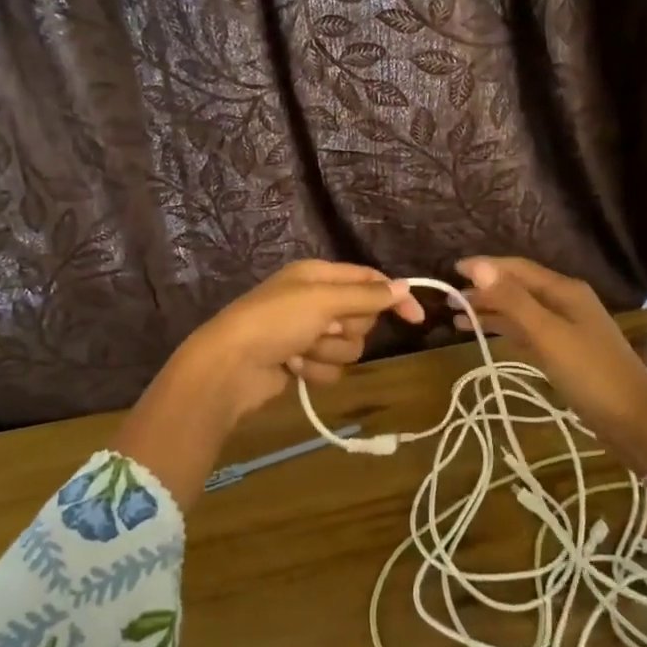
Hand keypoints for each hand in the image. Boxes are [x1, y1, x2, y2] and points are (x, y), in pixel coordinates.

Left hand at [114, 261, 422, 506]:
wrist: (230, 366)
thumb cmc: (274, 321)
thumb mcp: (323, 301)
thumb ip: (366, 295)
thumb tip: (404, 286)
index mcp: (319, 275)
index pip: (370, 280)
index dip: (393, 297)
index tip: (416, 319)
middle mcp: (316, 301)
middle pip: (362, 317)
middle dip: (347, 328)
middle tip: (322, 329)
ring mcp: (309, 333)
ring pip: (350, 347)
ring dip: (328, 353)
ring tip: (301, 351)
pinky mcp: (303, 362)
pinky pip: (331, 368)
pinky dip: (315, 370)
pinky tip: (292, 368)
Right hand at [452, 256, 646, 458]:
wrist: (634, 421)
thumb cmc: (591, 374)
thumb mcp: (548, 334)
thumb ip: (513, 300)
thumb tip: (478, 266)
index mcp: (564, 290)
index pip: (517, 269)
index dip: (485, 267)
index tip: (452, 269)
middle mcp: (565, 302)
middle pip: (518, 288)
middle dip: (484, 291)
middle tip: (448, 299)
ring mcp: (566, 328)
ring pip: (520, 311)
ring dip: (491, 311)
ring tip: (457, 318)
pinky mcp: (564, 352)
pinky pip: (528, 332)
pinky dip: (505, 330)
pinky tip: (486, 335)